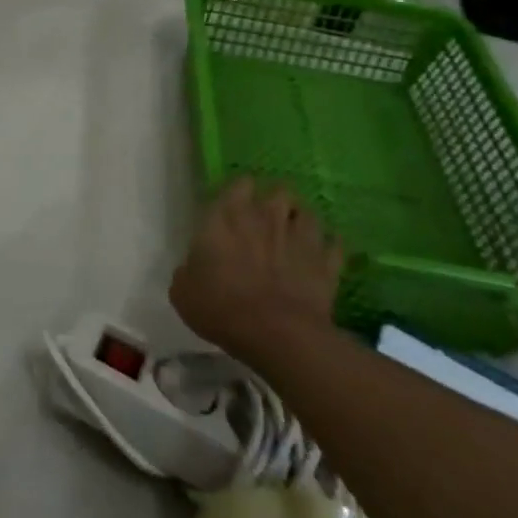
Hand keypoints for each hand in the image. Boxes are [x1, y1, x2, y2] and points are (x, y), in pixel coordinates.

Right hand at [170, 178, 344, 366]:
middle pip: (279, 190)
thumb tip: (193, 268)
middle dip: (275, 201)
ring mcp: (301, 237)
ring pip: (308, 213)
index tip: (235, 206)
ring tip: (295, 236)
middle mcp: (267, 217)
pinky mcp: (327, 263)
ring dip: (301, 221)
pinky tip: (321, 258)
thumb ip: (189, 270)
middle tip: (267, 220)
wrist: (275, 333)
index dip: (239, 192)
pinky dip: (328, 249)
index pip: (239, 184)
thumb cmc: (220, 306)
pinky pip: (334, 246)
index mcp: (227, 216)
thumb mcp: (183, 291)